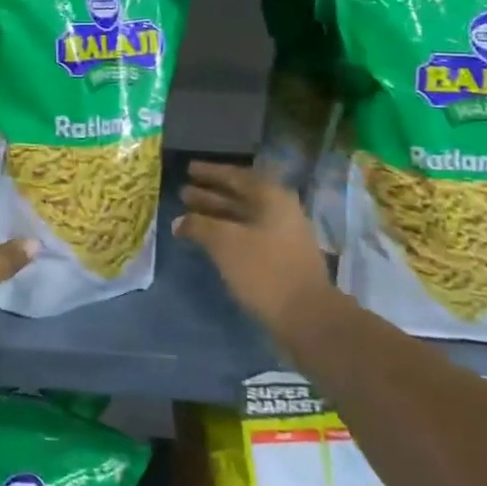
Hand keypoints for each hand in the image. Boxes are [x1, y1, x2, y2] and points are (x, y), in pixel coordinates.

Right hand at [175, 161, 333, 338]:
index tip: (189, 169)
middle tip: (184, 193)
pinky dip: (227, 234)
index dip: (211, 172)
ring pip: (243, 218)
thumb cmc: (264, 269)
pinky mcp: (280, 259)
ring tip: (188, 216)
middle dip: (211, 194)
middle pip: (240, 196)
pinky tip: (210, 242)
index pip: (236, 176)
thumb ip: (199, 226)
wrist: (307, 316)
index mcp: (271, 197)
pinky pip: (248, 236)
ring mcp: (283, 236)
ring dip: (216, 215)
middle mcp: (280, 211)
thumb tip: (179, 221)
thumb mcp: (225, 242)